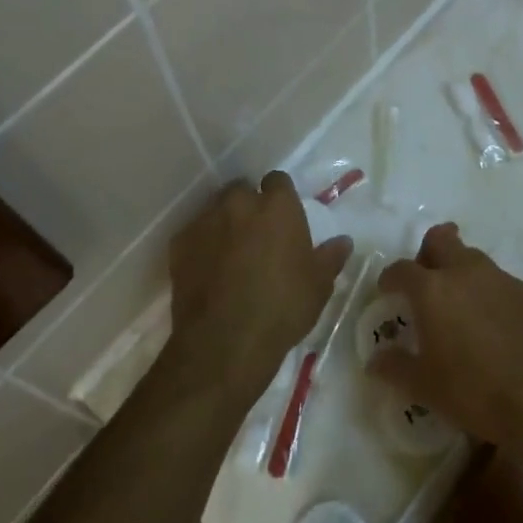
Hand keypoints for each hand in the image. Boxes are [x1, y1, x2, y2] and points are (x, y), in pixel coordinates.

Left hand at [166, 172, 352, 407]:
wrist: (225, 341)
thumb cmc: (282, 308)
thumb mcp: (318, 286)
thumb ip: (330, 257)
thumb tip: (343, 242)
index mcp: (278, 207)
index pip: (278, 181)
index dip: (280, 196)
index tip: (283, 216)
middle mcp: (239, 203)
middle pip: (242, 191)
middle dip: (248, 206)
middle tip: (257, 235)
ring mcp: (205, 221)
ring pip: (215, 211)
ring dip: (223, 224)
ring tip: (230, 254)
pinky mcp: (179, 244)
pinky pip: (193, 235)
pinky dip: (201, 246)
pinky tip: (207, 271)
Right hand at [370, 224, 522, 448]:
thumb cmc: (474, 391)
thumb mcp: (424, 387)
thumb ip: (396, 367)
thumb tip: (376, 361)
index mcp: (433, 289)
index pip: (402, 269)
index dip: (390, 277)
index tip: (388, 291)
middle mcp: (467, 272)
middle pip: (442, 239)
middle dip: (429, 252)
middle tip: (426, 278)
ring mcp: (503, 279)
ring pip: (476, 259)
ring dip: (463, 272)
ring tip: (463, 306)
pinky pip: (504, 283)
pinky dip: (494, 295)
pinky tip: (498, 325)